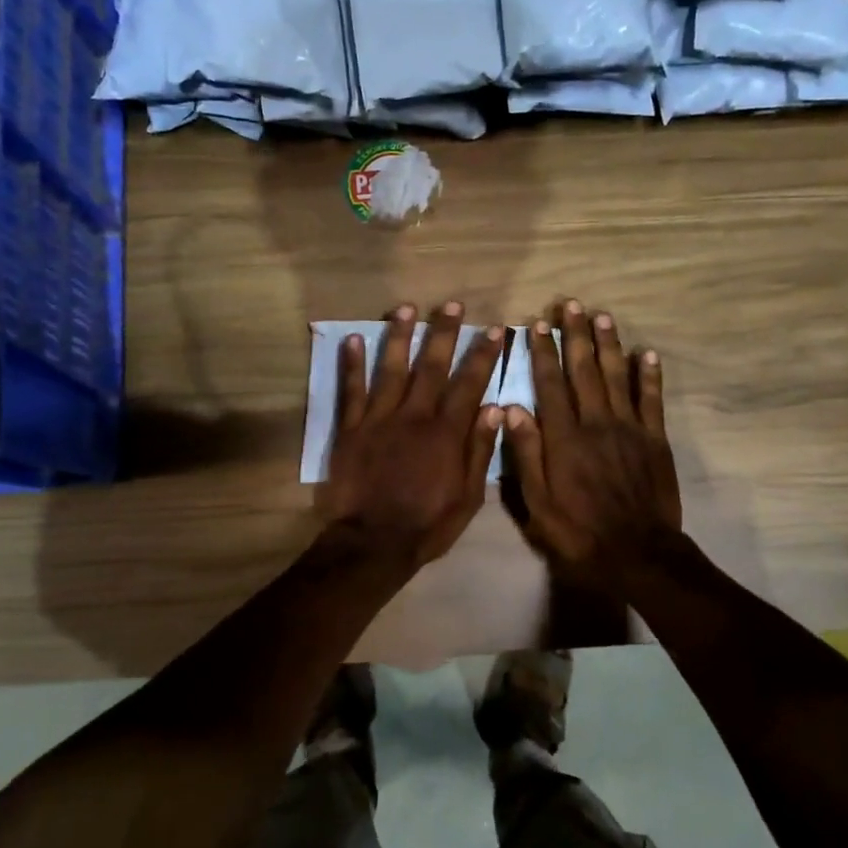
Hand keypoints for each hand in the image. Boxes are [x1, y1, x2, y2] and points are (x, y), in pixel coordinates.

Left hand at [319, 302, 505, 566]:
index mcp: (446, 433)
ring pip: (390, 369)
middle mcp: (414, 416)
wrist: (373, 543)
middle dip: (444, 333)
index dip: (483, 355)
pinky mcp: (351, 429)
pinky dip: (351, 365)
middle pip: (431, 366)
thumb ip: (480, 450)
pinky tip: (351, 340)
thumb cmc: (427, 524)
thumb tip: (496, 408)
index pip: (469, 384)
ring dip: (399, 336)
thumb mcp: (468, 496)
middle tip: (451, 305)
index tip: (494, 329)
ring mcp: (379, 419)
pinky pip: (351, 390)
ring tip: (405, 308)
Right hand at [504, 300, 682, 589]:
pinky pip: (653, 400)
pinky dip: (650, 375)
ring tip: (602, 316)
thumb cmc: (579, 532)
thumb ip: (526, 453)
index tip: (538, 324)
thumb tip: (512, 407)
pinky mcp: (655, 440)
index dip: (543, 352)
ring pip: (618, 376)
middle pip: (584, 370)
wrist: (638, 554)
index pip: (550, 384)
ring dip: (609, 344)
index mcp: (564, 437)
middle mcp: (596, 423)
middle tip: (571, 305)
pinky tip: (647, 353)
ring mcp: (629, 429)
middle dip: (576, 335)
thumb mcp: (538, 502)